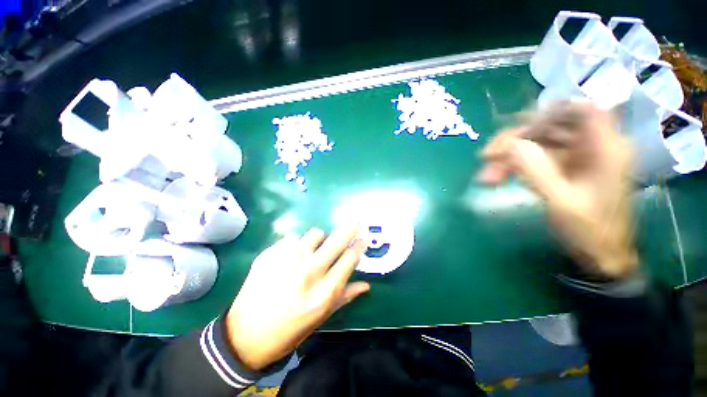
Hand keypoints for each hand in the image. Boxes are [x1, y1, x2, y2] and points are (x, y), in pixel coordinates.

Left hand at [224, 226, 368, 370]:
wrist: (245, 336)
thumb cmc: (289, 331)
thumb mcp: (321, 318)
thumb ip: (345, 297)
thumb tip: (366, 285)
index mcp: (324, 292)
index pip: (350, 259)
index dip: (359, 246)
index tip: (362, 241)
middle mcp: (308, 272)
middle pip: (337, 240)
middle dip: (350, 229)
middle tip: (355, 223)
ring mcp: (288, 260)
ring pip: (315, 233)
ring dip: (320, 239)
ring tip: (315, 247)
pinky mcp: (270, 254)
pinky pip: (292, 238)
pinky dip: (296, 244)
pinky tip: (291, 256)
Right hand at [478, 102, 637, 278]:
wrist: (599, 256)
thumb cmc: (590, 232)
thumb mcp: (561, 201)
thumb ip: (536, 170)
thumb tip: (509, 145)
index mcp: (605, 148)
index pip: (580, 109)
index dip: (549, 112)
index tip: (516, 127)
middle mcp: (591, 146)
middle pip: (550, 126)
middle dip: (514, 141)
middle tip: (485, 158)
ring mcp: (575, 157)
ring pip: (536, 144)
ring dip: (507, 158)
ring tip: (485, 178)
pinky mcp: (563, 168)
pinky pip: (533, 159)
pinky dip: (513, 167)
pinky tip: (496, 178)